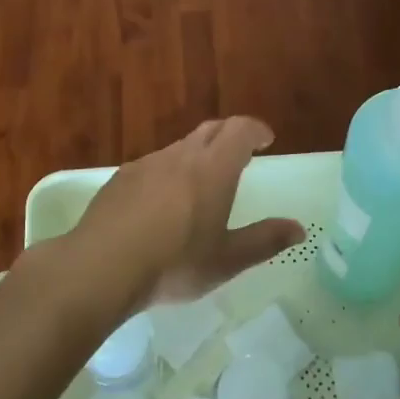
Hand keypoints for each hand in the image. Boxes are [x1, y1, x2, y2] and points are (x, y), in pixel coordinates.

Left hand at [65, 118, 304, 308]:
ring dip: (197, 154)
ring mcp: (147, 164)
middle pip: (210, 130)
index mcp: (213, 169)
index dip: (255, 130)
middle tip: (240, 154)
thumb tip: (299, 229)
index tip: (266, 141)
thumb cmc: (174, 264)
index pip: (240, 130)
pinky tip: (161, 203)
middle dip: (229, 136)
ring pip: (179, 147)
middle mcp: (181, 156)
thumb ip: (265, 240)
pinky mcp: (120, 178)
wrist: (100, 268)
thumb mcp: (227, 260)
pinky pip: (153, 165)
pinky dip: (168, 173)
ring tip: (201, 183)